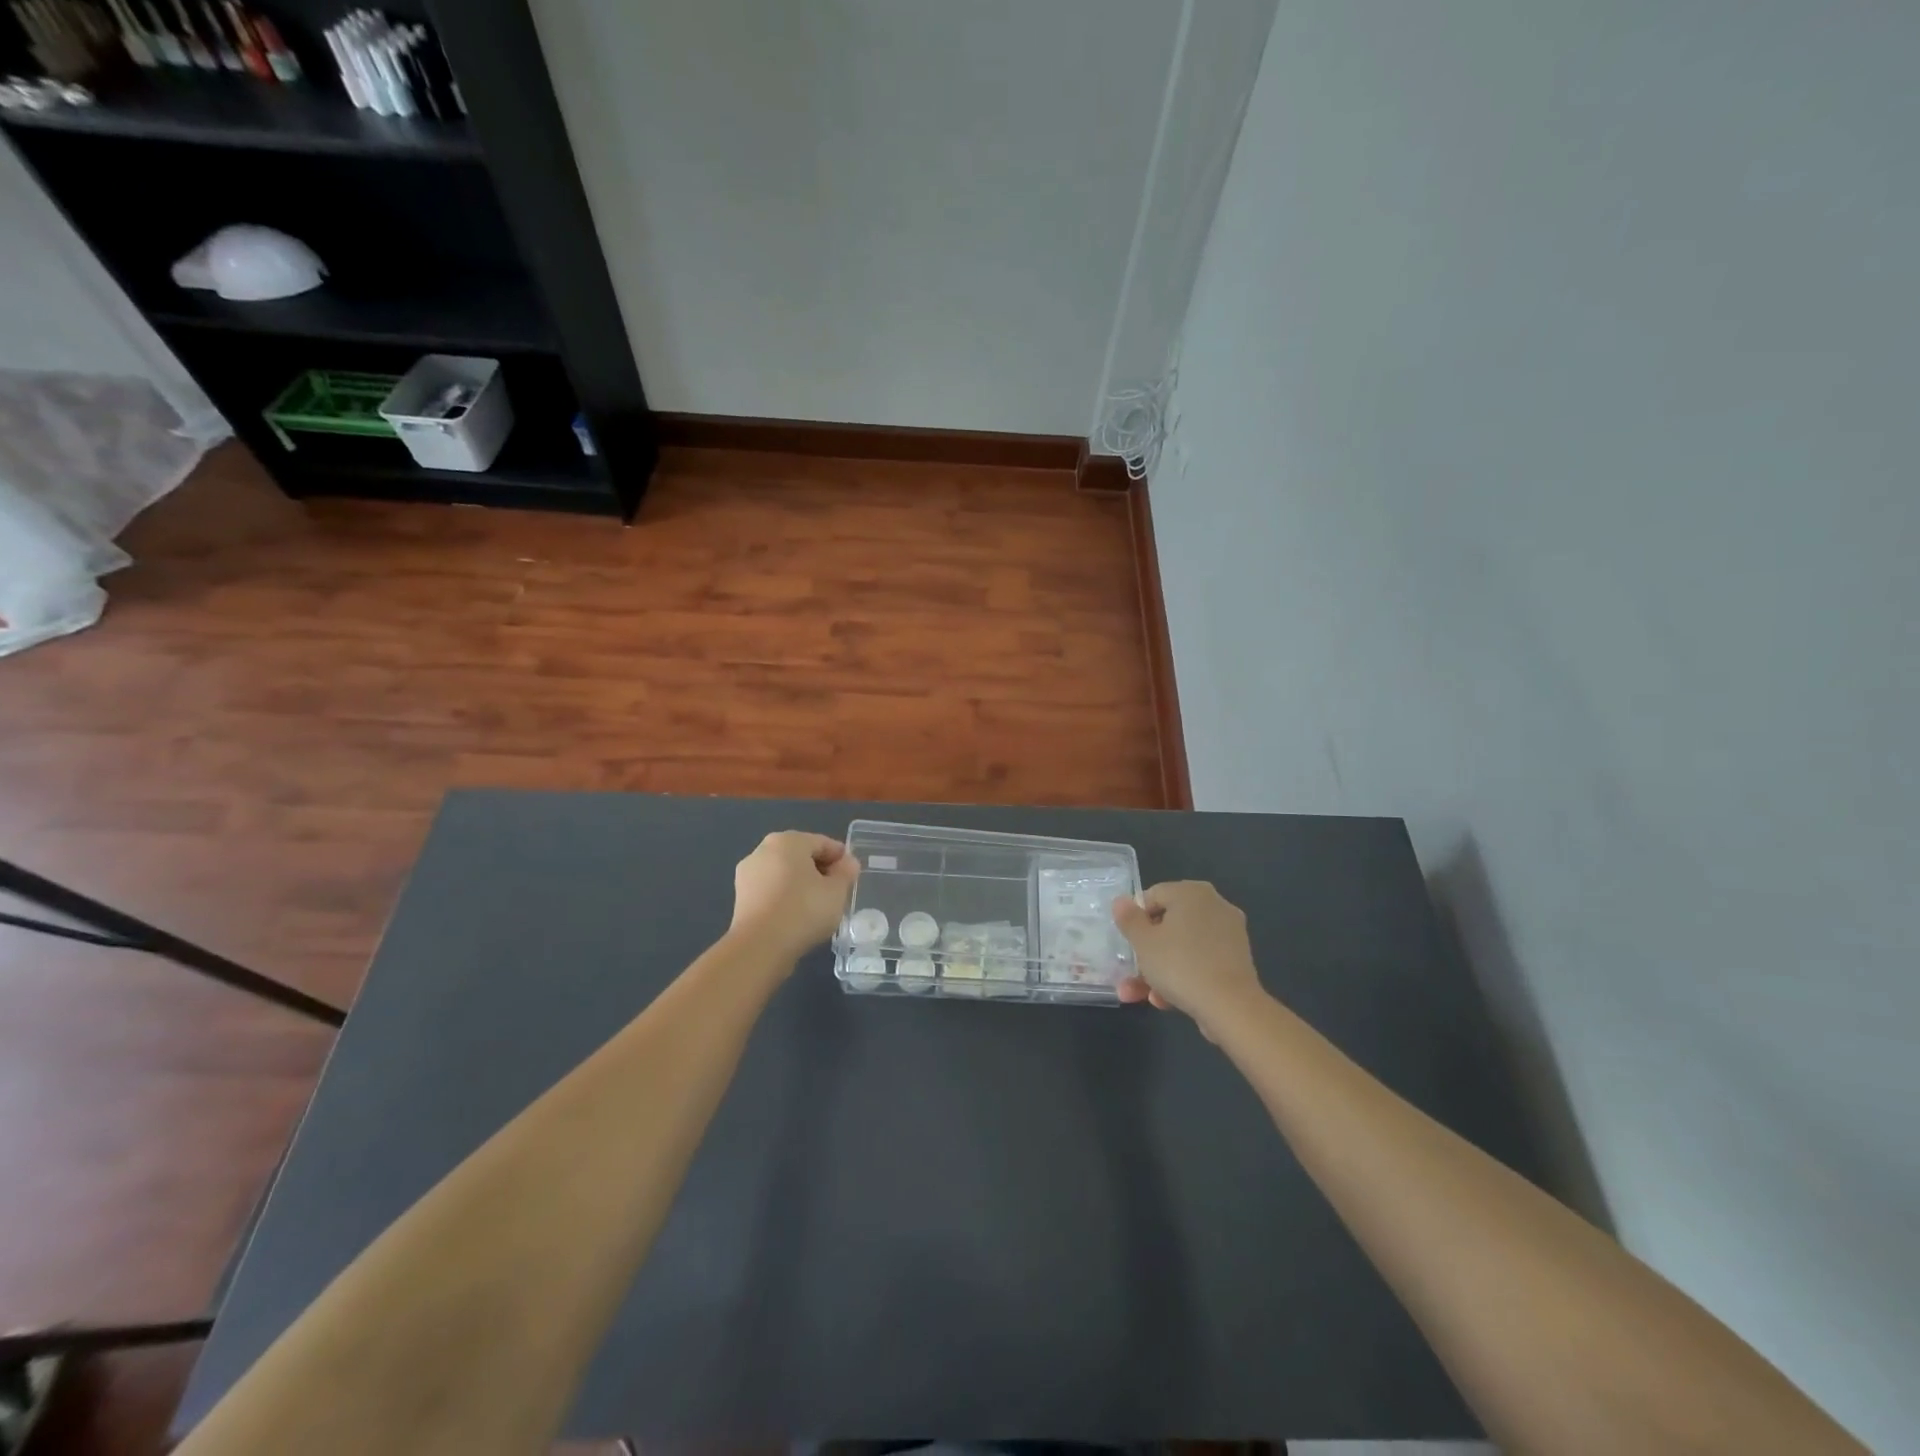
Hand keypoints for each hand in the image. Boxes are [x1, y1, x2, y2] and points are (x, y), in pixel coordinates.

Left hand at [728, 831, 859, 963]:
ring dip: (802, 885)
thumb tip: (848, 862)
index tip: (852, 877)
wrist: (760, 947)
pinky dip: (785, 898)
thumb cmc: (803, 910)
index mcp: (788, 840)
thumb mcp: (837, 891)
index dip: (841, 858)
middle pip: (801, 856)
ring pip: (784, 874)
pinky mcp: (740, 898)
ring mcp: (748, 874)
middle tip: (837, 892)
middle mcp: (763, 850)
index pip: (822, 843)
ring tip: (818, 907)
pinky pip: (771, 891)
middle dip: (820, 870)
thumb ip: (846, 873)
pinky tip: (797, 916)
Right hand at [1113, 880, 1264, 1035]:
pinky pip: (1200, 962)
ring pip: (1182, 948)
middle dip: (1144, 953)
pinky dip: (1182, 977)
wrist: (1231, 1007)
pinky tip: (1164, 1002)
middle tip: (1128, 973)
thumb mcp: (1143, 942)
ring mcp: (1228, 934)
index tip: (1127, 943)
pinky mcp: (1236, 961)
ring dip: (1158, 971)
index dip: (1135, 919)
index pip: (1153, 896)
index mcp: (1191, 892)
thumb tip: (1121, 901)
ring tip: (1138, 996)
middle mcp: (1214, 906)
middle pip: (1168, 925)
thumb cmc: (1180, 964)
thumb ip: (1129, 919)